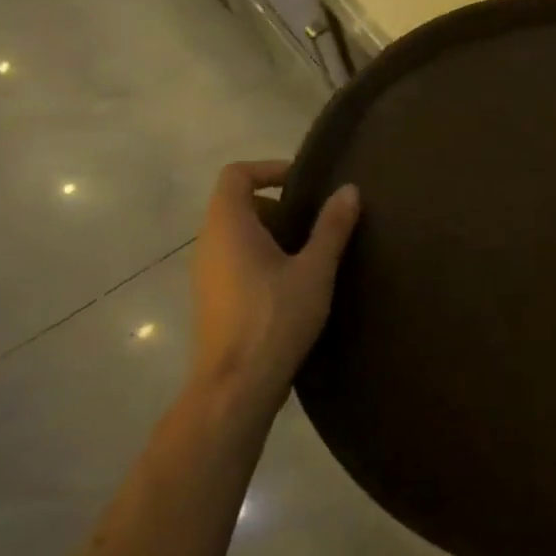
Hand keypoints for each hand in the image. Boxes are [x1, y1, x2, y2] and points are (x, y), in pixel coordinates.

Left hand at [191, 161, 359, 411]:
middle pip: (237, 204)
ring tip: (312, 254)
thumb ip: (332, 227)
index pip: (236, 174)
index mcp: (228, 226)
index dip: (269, 169)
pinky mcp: (212, 299)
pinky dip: (262, 258)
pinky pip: (235, 260)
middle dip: (278, 205)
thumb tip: (349, 190)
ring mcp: (206, 274)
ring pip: (237, 235)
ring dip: (273, 234)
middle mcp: (208, 243)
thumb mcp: (314, 270)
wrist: (236, 386)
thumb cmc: (275, 319)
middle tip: (316, 222)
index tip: (305, 184)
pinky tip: (294, 285)